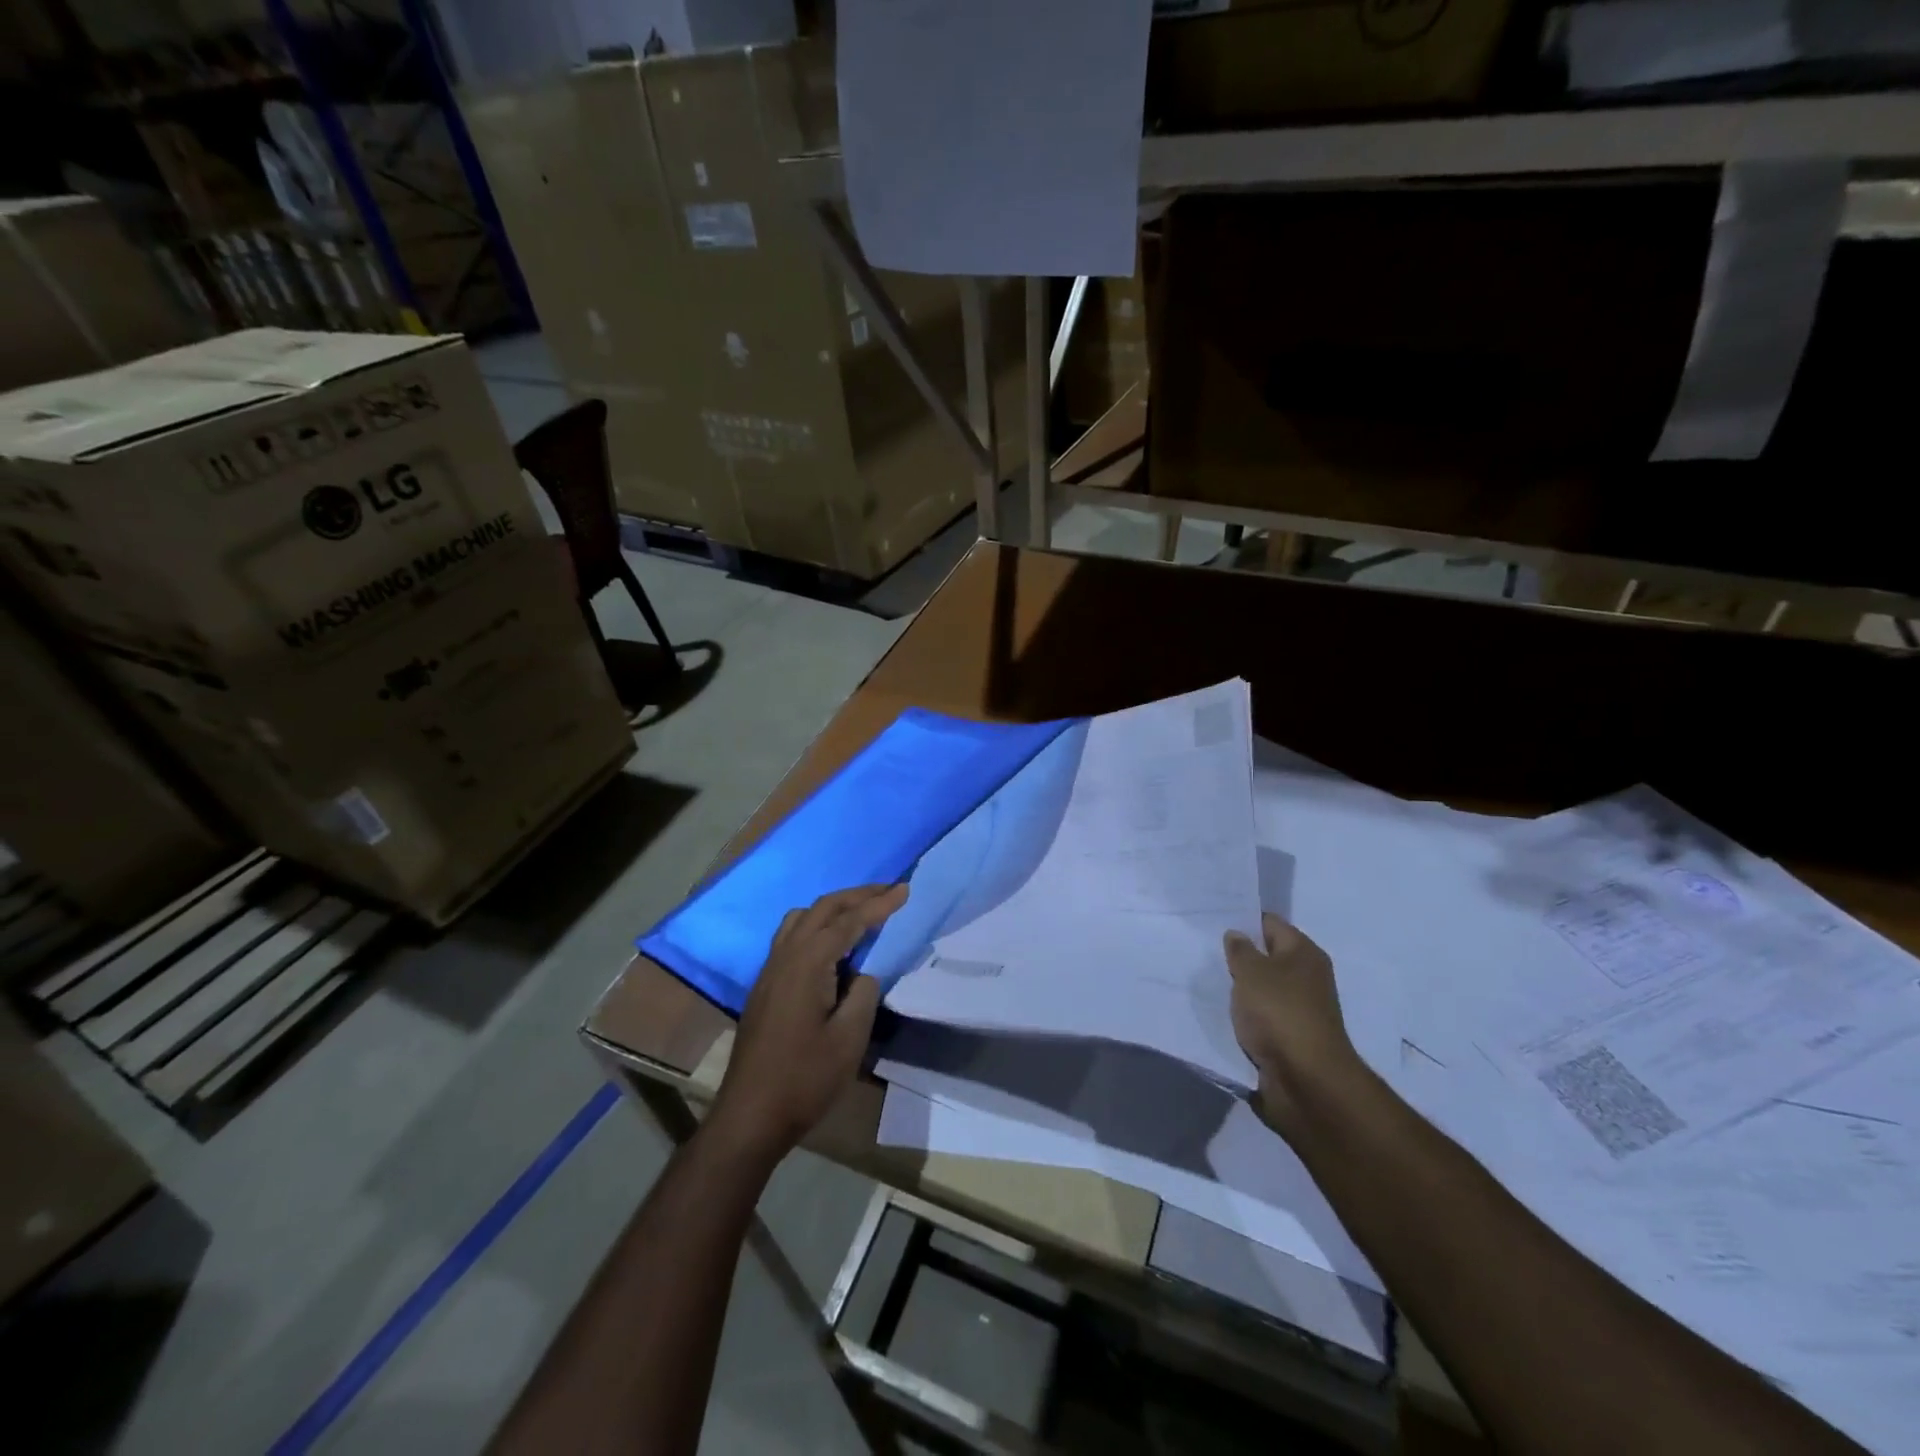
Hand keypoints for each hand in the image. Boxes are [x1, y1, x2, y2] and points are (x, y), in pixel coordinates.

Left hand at [707, 884, 908, 1165]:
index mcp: (806, 963)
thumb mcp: (849, 1039)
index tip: (905, 889)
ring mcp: (769, 970)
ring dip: (833, 908)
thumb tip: (864, 973)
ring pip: (801, 919)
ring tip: (861, 913)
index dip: (878, 905)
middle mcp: (784, 956)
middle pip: (822, 909)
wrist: (750, 1115)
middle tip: (888, 891)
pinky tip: (832, 946)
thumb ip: (863, 994)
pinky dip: (817, 926)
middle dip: (857, 896)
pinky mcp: (765, 986)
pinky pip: (792, 937)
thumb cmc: (804, 1079)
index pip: (848, 921)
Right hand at [1225, 913, 1368, 1137]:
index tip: (1213, 920)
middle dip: (1239, 956)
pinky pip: (1261, 1017)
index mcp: (1303, 953)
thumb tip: (1236, 935)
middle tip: (1202, 950)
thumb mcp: (1251, 972)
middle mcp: (1306, 977)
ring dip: (1240, 989)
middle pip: (1267, 956)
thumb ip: (1240, 950)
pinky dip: (1244, 1016)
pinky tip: (1220, 1013)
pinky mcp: (1289, 1038)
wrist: (1305, 1080)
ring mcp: (1299, 1009)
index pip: (1270, 923)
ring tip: (1206, 980)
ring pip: (1262, 989)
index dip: (1243, 920)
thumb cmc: (1280, 1013)